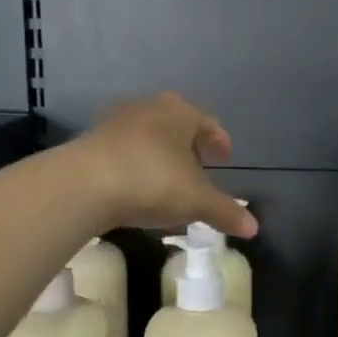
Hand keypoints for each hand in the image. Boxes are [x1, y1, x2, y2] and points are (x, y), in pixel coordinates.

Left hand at [68, 92, 257, 238]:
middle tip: (199, 169)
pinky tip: (138, 190)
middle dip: (189, 147)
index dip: (218, 141)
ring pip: (149, 137)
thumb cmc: (152, 181)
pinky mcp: (91, 142)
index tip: (224, 156)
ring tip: (169, 182)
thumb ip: (225, 211)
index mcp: (180, 112)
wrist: (83, 185)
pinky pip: (125, 152)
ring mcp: (116, 122)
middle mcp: (149, 108)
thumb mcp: (196, 201)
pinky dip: (137, 166)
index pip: (207, 123)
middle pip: (176, 126)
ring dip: (161, 157)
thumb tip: (255, 228)